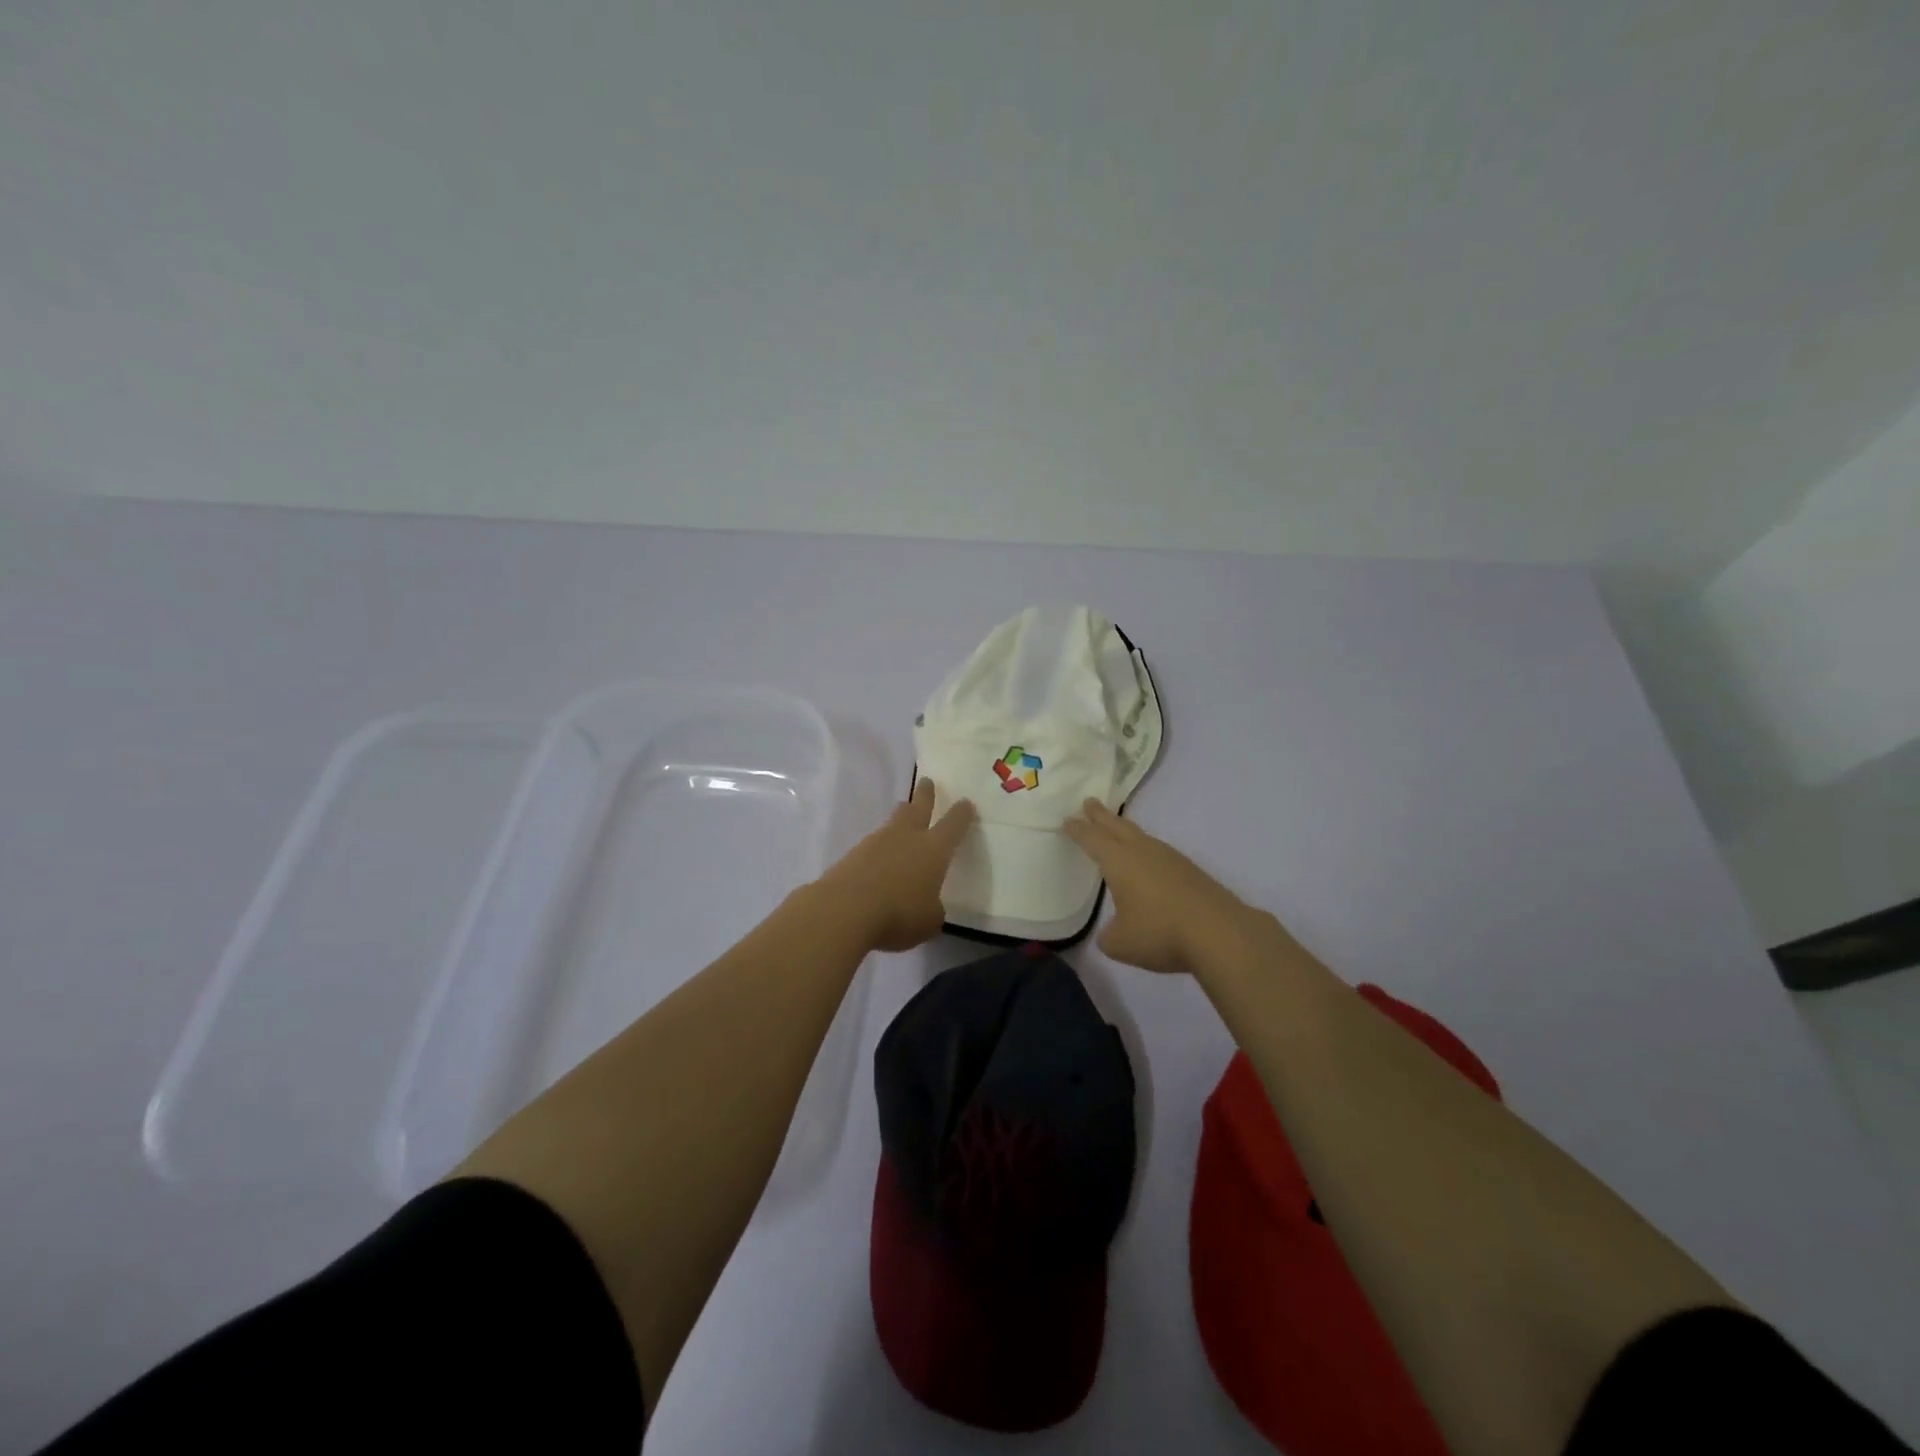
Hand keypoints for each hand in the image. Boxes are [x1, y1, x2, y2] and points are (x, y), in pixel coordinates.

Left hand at [816, 779, 977, 952]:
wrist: (845, 909)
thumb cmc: (899, 913)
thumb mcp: (929, 921)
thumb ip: (933, 909)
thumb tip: (928, 905)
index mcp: (934, 849)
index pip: (953, 825)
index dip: (961, 814)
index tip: (966, 803)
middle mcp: (907, 837)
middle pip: (918, 808)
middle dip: (925, 794)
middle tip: (926, 781)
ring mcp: (877, 842)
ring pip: (893, 822)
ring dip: (901, 816)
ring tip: (904, 813)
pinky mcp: (853, 854)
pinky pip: (873, 845)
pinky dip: (880, 848)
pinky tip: (880, 859)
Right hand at [1064, 799, 1271, 974]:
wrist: (1220, 933)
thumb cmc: (1160, 933)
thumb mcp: (1120, 943)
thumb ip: (1108, 935)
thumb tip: (1112, 932)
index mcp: (1119, 861)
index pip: (1092, 839)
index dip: (1078, 830)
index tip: (1067, 819)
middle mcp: (1143, 852)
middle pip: (1117, 827)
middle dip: (1100, 815)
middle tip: (1089, 802)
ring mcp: (1170, 858)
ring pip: (1140, 836)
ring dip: (1124, 829)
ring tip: (1116, 828)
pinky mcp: (1190, 871)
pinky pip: (1158, 851)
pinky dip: (1145, 848)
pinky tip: (1148, 860)